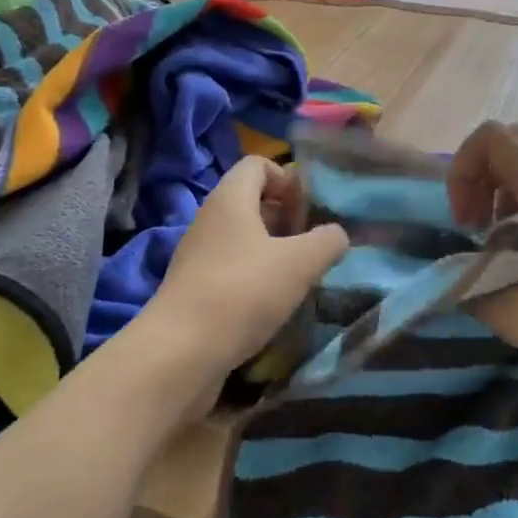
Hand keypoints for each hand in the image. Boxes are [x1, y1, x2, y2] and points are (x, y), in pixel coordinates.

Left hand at [131, 156, 349, 419]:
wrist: (180, 353)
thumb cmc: (243, 292)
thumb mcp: (300, 263)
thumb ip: (327, 241)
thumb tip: (336, 234)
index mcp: (230, 198)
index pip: (258, 164)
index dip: (288, 179)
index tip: (309, 212)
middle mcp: (210, 219)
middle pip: (252, 201)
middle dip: (287, 218)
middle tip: (311, 247)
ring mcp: (198, 255)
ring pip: (244, 239)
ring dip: (274, 252)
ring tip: (299, 278)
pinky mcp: (195, 289)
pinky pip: (232, 269)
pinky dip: (256, 279)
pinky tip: (274, 305)